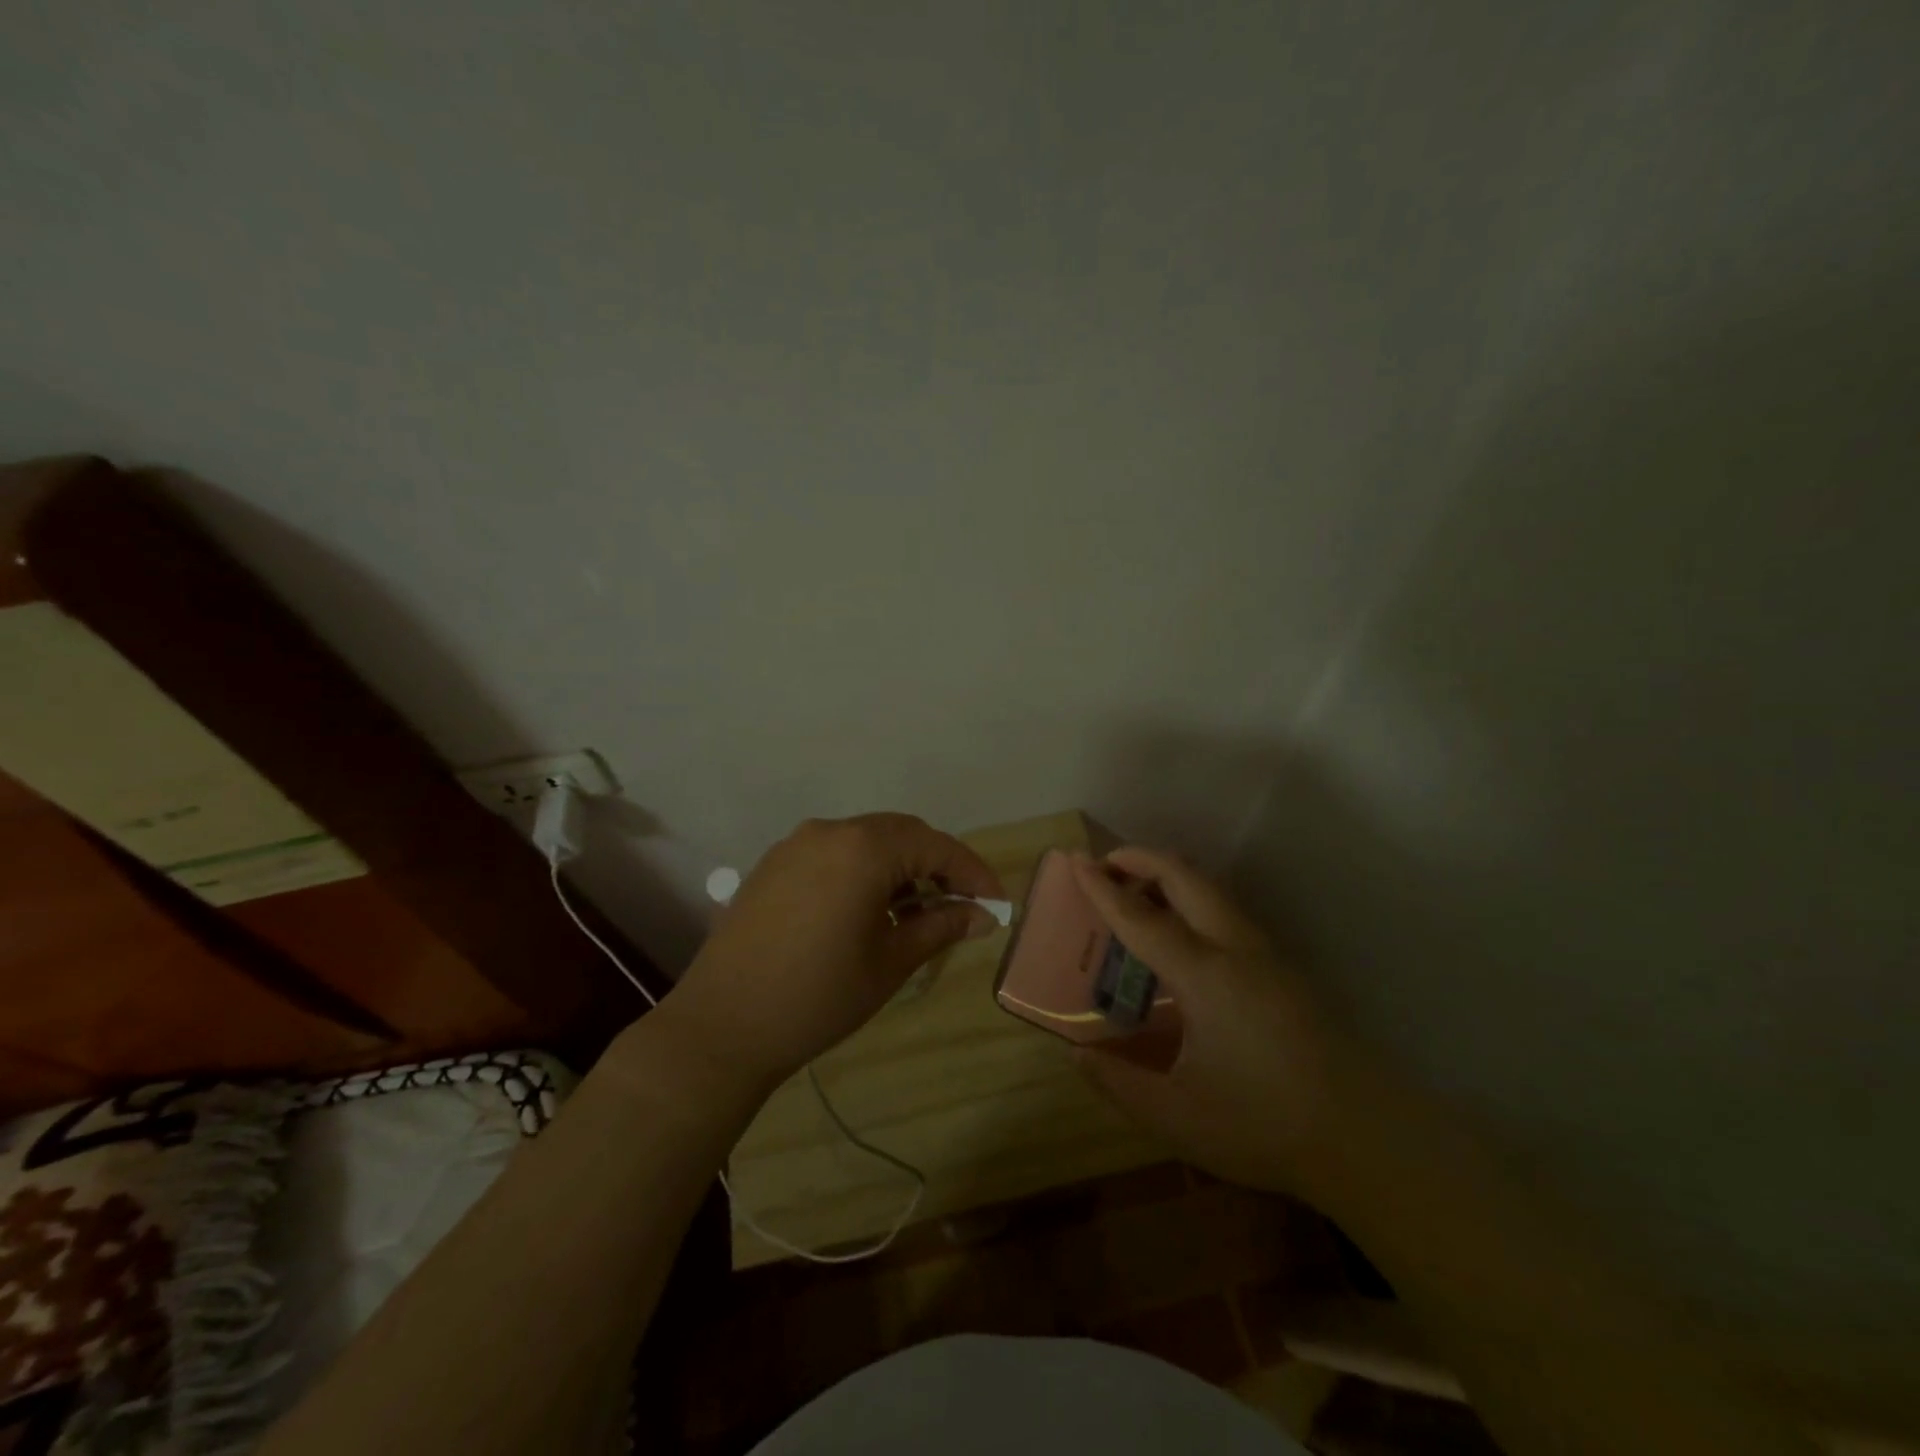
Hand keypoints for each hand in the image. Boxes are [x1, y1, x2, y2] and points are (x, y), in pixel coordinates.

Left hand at [662, 814, 1003, 1089]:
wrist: (722, 1026)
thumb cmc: (818, 996)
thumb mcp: (890, 962)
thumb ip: (940, 927)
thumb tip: (982, 915)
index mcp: (863, 849)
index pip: (935, 846)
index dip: (972, 872)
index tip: (996, 902)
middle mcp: (830, 831)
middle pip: (901, 834)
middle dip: (937, 865)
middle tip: (961, 904)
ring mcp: (796, 845)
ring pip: (866, 841)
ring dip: (899, 867)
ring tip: (917, 910)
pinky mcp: (774, 864)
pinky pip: (834, 853)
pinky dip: (864, 870)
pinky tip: (870, 908)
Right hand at [1069, 848, 1366, 1194]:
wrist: (1369, 1139)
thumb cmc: (1266, 1125)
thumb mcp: (1178, 1117)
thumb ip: (1119, 1085)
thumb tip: (1078, 1055)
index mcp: (1205, 976)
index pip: (1142, 918)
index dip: (1104, 888)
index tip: (1075, 860)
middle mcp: (1237, 949)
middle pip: (1187, 878)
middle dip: (1142, 859)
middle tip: (1106, 866)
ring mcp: (1268, 955)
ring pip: (1213, 890)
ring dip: (1172, 877)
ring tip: (1138, 894)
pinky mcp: (1286, 969)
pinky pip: (1228, 912)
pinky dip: (1194, 900)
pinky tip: (1183, 936)